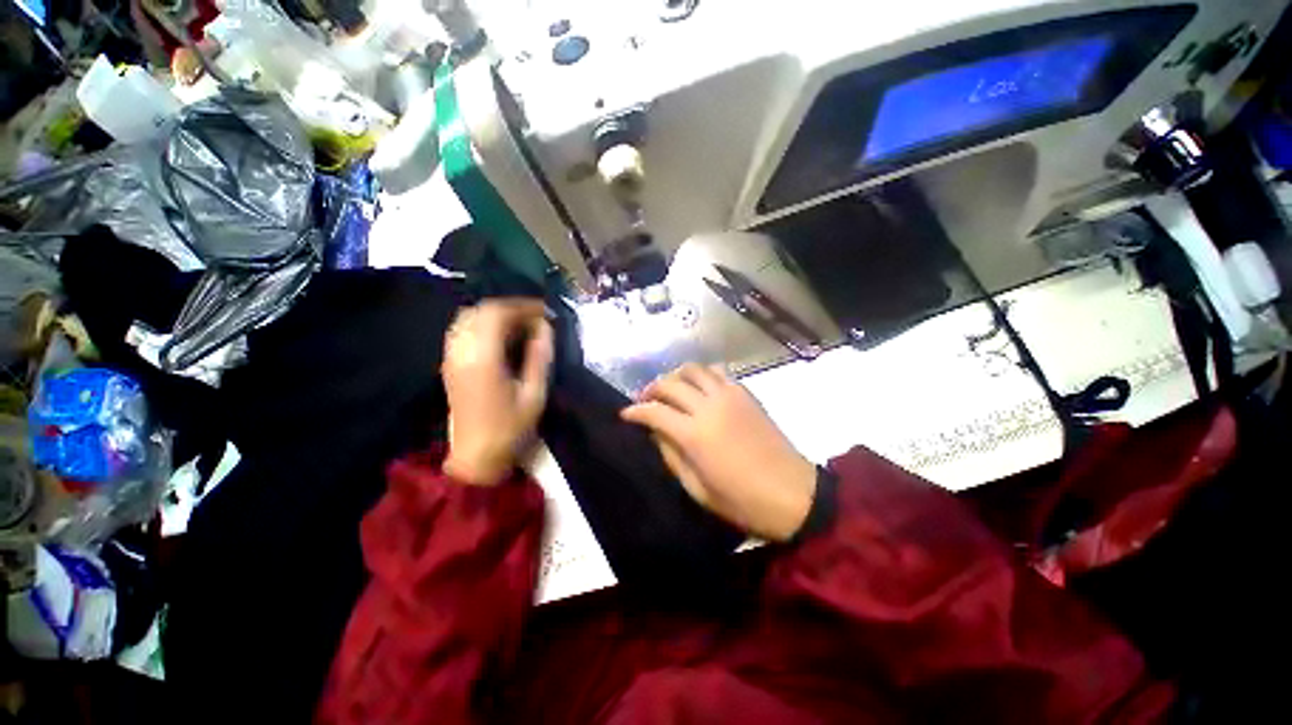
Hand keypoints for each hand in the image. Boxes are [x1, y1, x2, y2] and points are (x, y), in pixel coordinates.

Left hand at [442, 300, 553, 484]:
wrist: (476, 456)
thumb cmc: (510, 427)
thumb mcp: (534, 393)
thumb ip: (540, 356)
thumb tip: (545, 328)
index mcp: (483, 358)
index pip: (497, 313)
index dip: (523, 306)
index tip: (545, 311)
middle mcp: (462, 351)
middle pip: (480, 310)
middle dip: (510, 307)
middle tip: (535, 317)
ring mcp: (451, 357)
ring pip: (468, 317)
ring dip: (495, 314)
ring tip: (520, 324)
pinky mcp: (449, 364)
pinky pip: (462, 330)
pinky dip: (482, 324)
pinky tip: (501, 337)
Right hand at [621, 364, 816, 541]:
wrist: (792, 493)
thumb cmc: (742, 500)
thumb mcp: (697, 489)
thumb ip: (671, 456)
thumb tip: (656, 433)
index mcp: (694, 434)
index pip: (654, 411)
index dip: (635, 411)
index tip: (625, 414)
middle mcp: (709, 406)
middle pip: (670, 383)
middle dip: (650, 389)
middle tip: (644, 400)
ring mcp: (729, 396)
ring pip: (693, 369)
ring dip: (675, 375)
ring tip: (670, 389)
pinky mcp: (745, 393)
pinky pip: (717, 372)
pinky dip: (701, 375)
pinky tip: (698, 389)